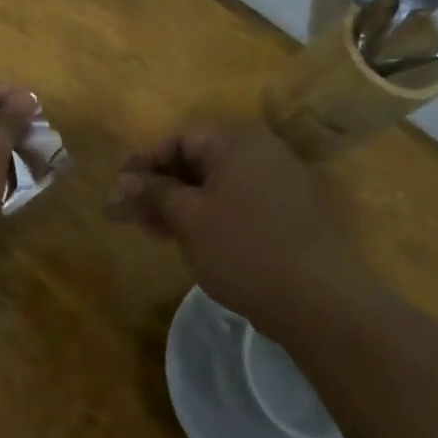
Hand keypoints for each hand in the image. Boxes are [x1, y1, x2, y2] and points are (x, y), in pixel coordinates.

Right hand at [113, 121, 372, 329]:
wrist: (319, 299)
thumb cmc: (244, 249)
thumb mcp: (188, 219)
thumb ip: (154, 193)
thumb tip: (125, 180)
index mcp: (237, 141)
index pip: (178, 139)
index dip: (144, 163)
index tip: (118, 189)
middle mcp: (261, 152)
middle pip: (197, 160)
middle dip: (160, 186)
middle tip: (130, 215)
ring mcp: (279, 182)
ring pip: (216, 184)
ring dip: (180, 203)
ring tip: (154, 232)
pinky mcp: (288, 212)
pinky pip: (237, 202)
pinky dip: (209, 215)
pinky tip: (189, 240)